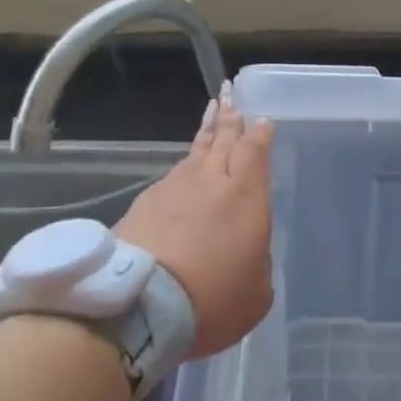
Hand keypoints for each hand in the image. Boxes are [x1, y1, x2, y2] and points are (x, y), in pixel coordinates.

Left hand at [115, 84, 274, 359]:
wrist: (139, 306)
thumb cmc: (213, 299)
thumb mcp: (256, 293)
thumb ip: (257, 265)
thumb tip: (248, 257)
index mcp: (247, 196)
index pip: (255, 152)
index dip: (259, 133)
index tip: (261, 117)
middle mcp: (211, 182)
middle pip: (223, 140)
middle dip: (229, 116)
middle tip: (229, 94)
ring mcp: (172, 190)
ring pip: (194, 153)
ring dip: (205, 134)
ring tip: (210, 118)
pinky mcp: (142, 205)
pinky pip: (169, 178)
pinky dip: (180, 170)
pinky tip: (180, 173)